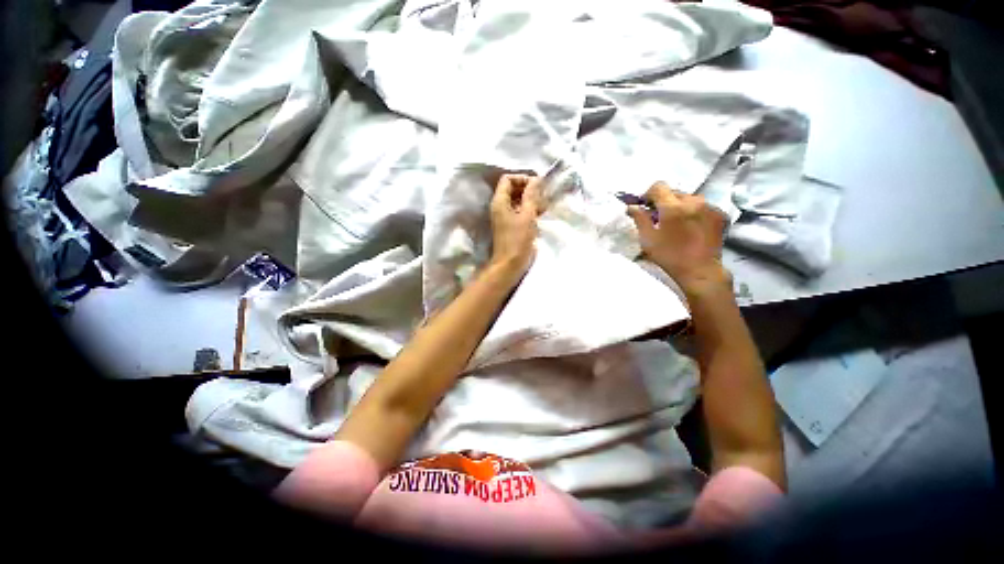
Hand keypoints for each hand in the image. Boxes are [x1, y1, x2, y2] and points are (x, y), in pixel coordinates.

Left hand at [489, 174, 541, 280]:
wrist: (510, 264)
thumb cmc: (518, 240)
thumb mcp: (527, 215)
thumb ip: (531, 195)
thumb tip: (536, 179)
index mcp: (500, 201)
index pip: (508, 179)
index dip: (522, 178)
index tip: (537, 186)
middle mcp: (499, 206)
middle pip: (512, 189)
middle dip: (528, 189)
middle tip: (543, 196)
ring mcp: (504, 216)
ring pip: (517, 200)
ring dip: (530, 200)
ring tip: (544, 206)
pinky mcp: (510, 225)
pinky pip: (519, 211)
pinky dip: (529, 210)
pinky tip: (540, 214)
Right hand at [626, 182, 729, 291]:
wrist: (700, 271)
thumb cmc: (669, 256)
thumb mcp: (648, 239)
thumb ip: (639, 219)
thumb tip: (632, 207)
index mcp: (673, 207)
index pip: (659, 186)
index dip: (649, 194)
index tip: (645, 206)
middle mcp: (694, 201)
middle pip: (674, 192)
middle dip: (664, 202)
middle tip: (659, 218)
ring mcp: (709, 207)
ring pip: (689, 198)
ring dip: (679, 206)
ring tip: (676, 224)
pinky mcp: (720, 214)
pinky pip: (702, 206)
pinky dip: (693, 212)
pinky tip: (690, 228)